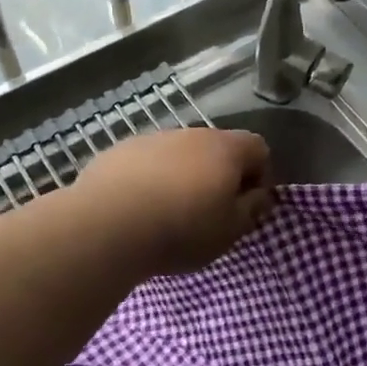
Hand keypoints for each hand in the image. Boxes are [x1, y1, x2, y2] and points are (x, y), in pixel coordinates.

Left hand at [72, 128, 274, 275]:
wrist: (107, 226)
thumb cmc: (181, 230)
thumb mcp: (230, 231)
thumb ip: (252, 209)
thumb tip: (260, 195)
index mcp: (226, 149)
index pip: (258, 148)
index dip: (260, 175)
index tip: (247, 206)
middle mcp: (192, 134)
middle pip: (217, 148)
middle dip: (219, 175)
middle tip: (210, 212)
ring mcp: (153, 138)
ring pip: (179, 153)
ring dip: (183, 175)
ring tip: (169, 212)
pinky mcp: (119, 150)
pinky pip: (146, 162)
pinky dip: (150, 179)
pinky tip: (138, 208)